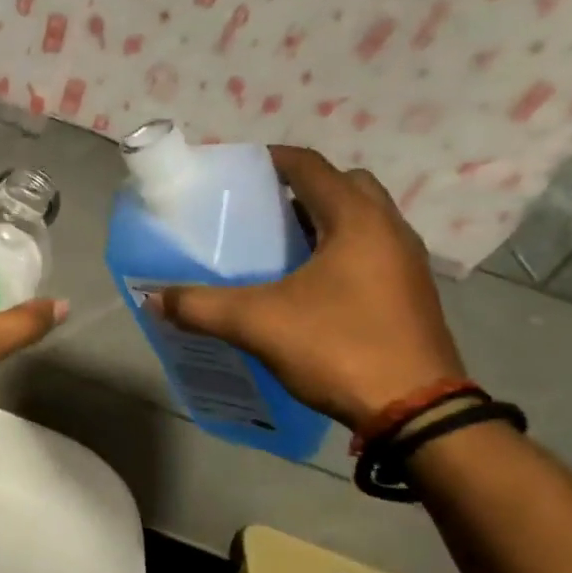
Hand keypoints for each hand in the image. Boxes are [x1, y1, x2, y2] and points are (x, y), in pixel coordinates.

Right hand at [150, 147, 464, 431]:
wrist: (417, 413)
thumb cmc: (339, 348)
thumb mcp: (258, 324)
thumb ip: (201, 306)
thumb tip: (154, 298)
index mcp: (356, 220)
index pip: (311, 166)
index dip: (271, 159)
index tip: (237, 169)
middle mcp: (389, 229)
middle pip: (344, 184)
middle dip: (303, 187)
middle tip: (262, 208)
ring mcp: (407, 262)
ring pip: (362, 218)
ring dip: (324, 219)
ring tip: (280, 244)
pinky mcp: (411, 292)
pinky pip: (372, 249)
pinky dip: (340, 248)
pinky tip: (309, 283)